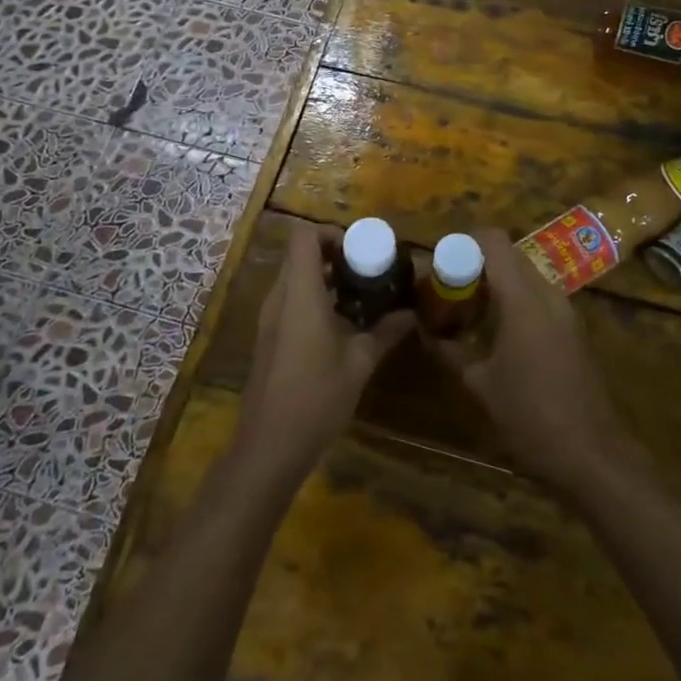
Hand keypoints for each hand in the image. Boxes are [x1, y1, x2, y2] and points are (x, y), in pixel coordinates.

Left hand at [234, 223, 412, 488]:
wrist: (269, 446)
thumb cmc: (316, 398)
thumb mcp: (359, 364)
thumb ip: (385, 332)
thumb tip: (411, 314)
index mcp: (300, 295)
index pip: (304, 237)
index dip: (331, 233)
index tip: (360, 249)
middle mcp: (279, 298)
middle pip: (300, 255)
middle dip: (333, 254)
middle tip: (367, 269)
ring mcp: (269, 319)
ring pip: (294, 278)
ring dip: (324, 277)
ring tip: (360, 294)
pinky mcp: (269, 338)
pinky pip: (290, 300)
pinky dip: (313, 298)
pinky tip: (341, 323)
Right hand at [432, 230, 631, 493]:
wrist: (591, 453)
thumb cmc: (530, 416)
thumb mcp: (480, 383)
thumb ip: (450, 349)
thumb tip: (424, 328)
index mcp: (523, 298)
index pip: (494, 242)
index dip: (465, 241)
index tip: (440, 261)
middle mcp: (548, 294)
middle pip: (510, 255)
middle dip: (478, 262)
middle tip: (449, 286)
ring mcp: (566, 310)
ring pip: (526, 276)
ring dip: (497, 282)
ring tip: (468, 307)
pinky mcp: (574, 328)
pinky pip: (540, 296)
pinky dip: (515, 299)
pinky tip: (496, 329)